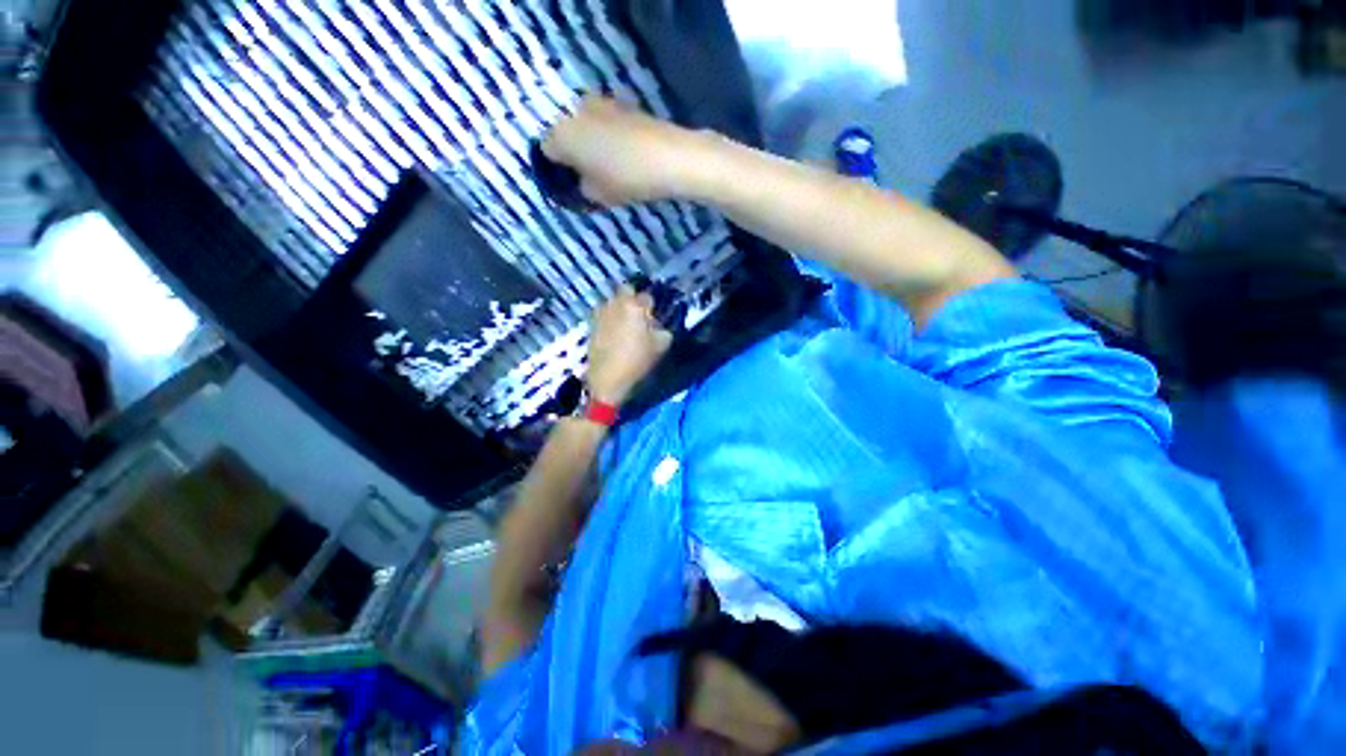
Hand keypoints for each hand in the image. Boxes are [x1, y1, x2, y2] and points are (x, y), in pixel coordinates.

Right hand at [542, 95, 706, 206]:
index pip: (547, 150)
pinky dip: (610, 137)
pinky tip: (625, 154)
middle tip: (590, 176)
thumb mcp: (598, 195)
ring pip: (587, 126)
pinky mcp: (624, 104)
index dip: (557, 169)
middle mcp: (575, 111)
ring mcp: (601, 103)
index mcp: (562, 135)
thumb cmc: (626, 178)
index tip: (572, 183)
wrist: (669, 157)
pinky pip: (606, 123)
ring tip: (610, 167)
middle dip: (575, 153)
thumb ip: (583, 189)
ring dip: (593, 143)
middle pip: (567, 134)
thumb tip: (583, 182)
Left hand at [585, 286, 672, 405]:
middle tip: (639, 315)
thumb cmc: (637, 360)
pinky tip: (614, 333)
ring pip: (613, 301)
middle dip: (633, 299)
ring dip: (620, 308)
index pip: (648, 296)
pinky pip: (604, 314)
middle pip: (626, 291)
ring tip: (625, 324)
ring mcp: (601, 313)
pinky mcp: (591, 324)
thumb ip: (663, 329)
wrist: (608, 378)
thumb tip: (659, 324)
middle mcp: (616, 303)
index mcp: (635, 305)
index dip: (652, 306)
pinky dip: (610, 319)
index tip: (654, 316)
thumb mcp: (661, 345)